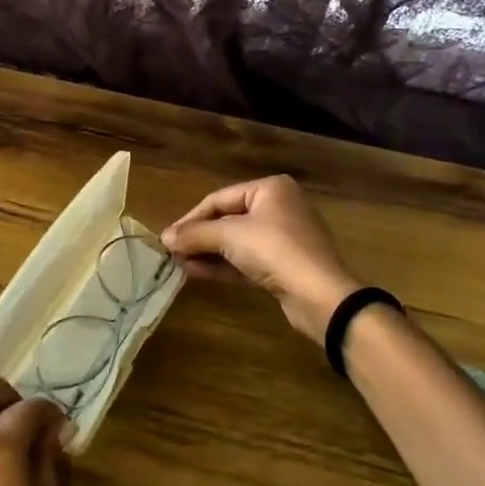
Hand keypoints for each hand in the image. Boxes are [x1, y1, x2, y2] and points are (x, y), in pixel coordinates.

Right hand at [161, 175, 361, 343]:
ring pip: (235, 241)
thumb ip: (194, 234)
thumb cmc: (275, 251)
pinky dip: (223, 264)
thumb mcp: (229, 236)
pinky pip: (246, 259)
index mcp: (270, 189)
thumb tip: (164, 238)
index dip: (190, 218)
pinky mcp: (284, 264)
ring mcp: (283, 237)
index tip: (168, 238)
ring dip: (207, 252)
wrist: (320, 296)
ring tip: (179, 264)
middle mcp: (278, 207)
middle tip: (172, 252)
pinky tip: (197, 272)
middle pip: (227, 219)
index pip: (218, 198)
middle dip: (199, 237)